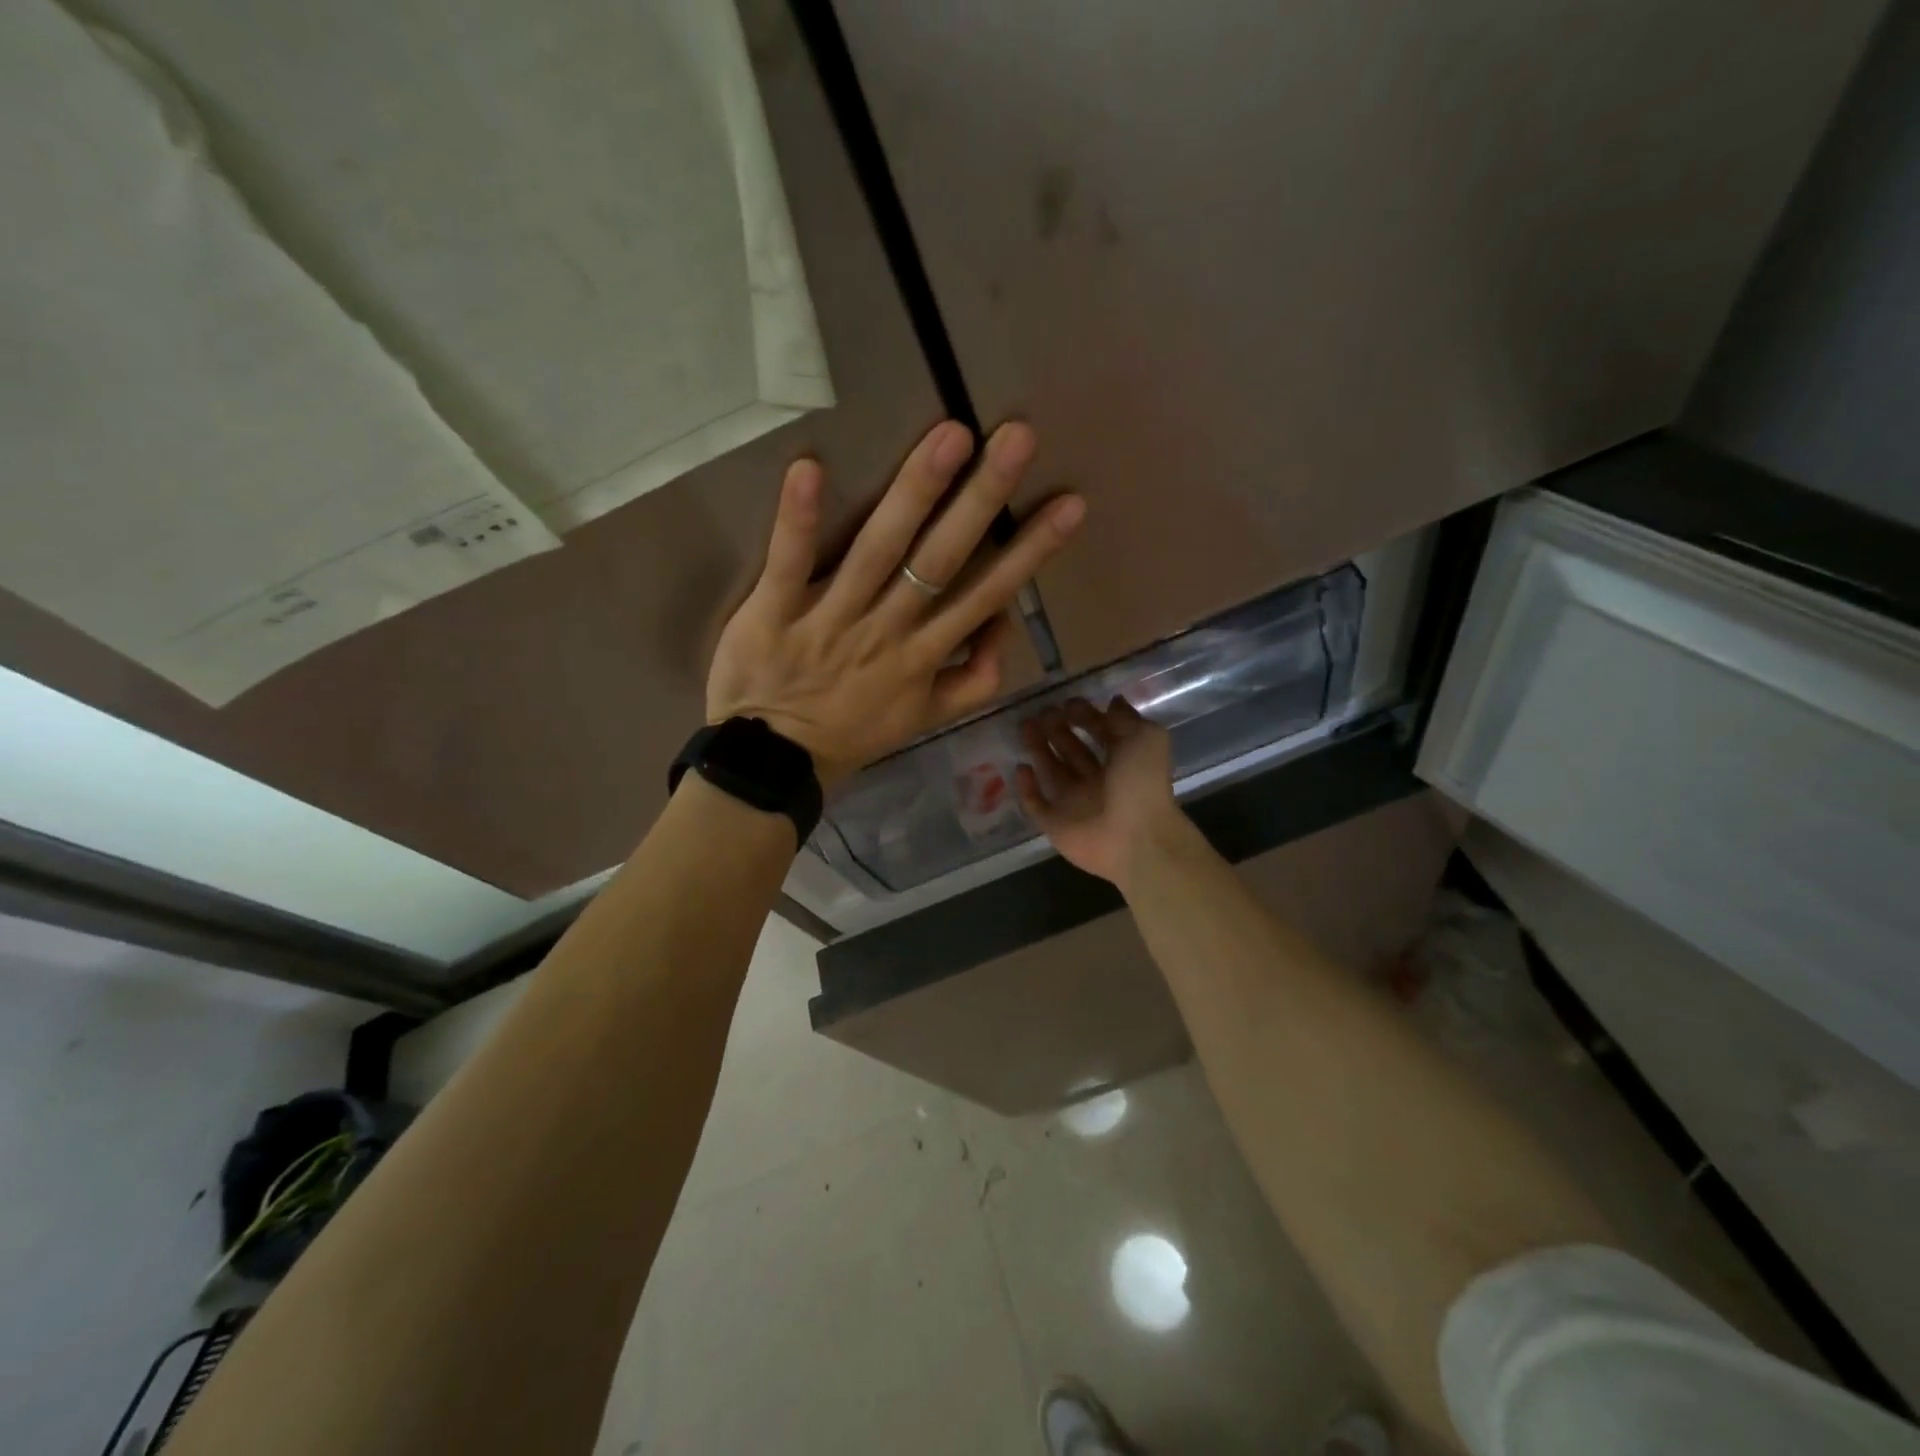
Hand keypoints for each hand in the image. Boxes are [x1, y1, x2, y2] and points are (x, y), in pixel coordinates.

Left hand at [707, 420, 1084, 786]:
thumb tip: (1003, 623)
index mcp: (923, 655)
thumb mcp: (929, 718)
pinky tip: (809, 468)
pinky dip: (798, 520)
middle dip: (982, 500)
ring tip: (948, 438)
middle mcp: (886, 630)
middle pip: (940, 561)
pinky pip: (788, 564)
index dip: (1029, 551)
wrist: (774, 764)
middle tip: (1017, 438)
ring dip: (914, 494)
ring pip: (878, 552)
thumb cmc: (852, 733)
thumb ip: (974, 678)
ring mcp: (830, 620)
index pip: (986, 594)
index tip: (1069, 504)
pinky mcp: (774, 614)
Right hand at [1016, 696, 1181, 893]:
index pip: (1100, 734)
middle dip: (1057, 730)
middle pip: (1072, 750)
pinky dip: (1027, 787)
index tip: (1067, 703)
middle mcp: (1098, 781)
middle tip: (1041, 712)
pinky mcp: (1056, 824)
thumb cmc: (1142, 785)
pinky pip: (1037, 804)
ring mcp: (1075, 804)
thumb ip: (1127, 718)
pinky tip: (1020, 767)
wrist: (1136, 840)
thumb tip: (1114, 701)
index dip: (1085, 717)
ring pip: (1052, 771)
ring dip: (1038, 749)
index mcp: (1122, 762)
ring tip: (1025, 727)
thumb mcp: (1145, 739)